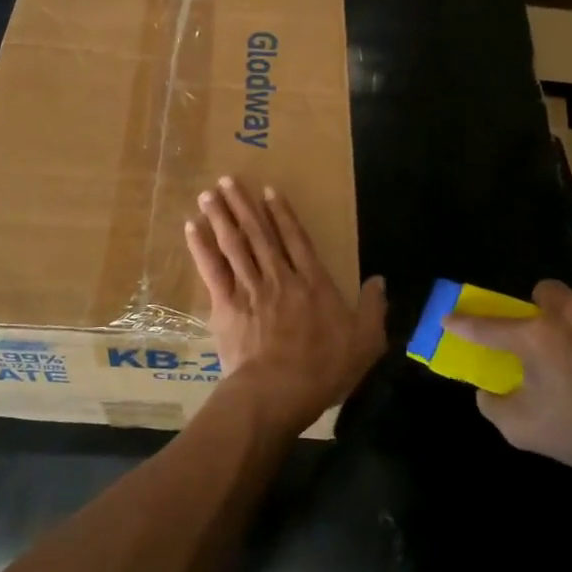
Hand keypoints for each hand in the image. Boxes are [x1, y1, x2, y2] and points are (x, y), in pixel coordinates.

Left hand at [184, 176, 385, 432]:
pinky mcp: (225, 305)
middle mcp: (280, 277)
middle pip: (259, 234)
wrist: (278, 391)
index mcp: (312, 283)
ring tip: (208, 194)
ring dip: (220, 217)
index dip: (283, 214)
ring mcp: (250, 289)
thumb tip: (380, 280)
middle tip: (227, 180)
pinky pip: (212, 270)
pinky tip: (192, 228)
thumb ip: (373, 308)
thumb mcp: (365, 341)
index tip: (268, 191)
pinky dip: (201, 247)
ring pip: (234, 244)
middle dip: (242, 205)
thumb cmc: (323, 369)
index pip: (297, 239)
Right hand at [445, 281, 571, 488]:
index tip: (448, 318)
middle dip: (540, 311)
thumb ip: (493, 404)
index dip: (463, 323)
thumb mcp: (524, 431)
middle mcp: (569, 312)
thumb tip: (488, 388)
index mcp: (535, 336)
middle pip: (543, 293)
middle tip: (547, 341)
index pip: (487, 325)